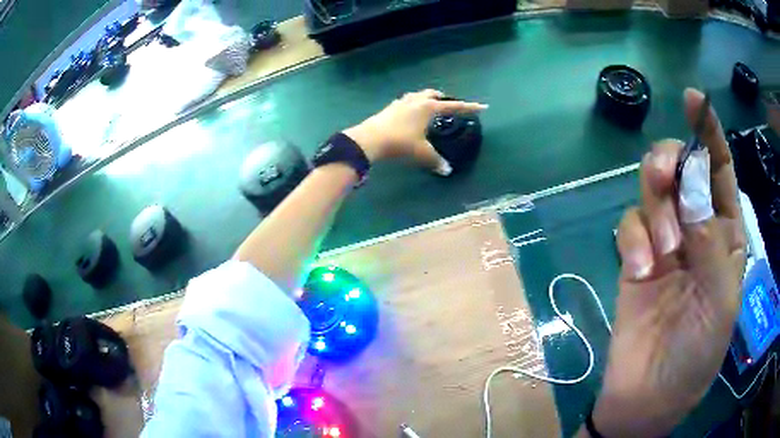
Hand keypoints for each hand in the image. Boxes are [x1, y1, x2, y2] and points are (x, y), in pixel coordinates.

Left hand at [342, 89, 486, 171]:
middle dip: (445, 99)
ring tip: (431, 107)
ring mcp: (402, 102)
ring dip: (427, 98)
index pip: (454, 106)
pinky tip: (410, 113)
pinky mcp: (390, 107)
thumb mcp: (422, 153)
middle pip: (434, 94)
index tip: (482, 107)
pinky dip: (413, 104)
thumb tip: (447, 170)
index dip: (469, 107)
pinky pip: (407, 101)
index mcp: (429, 107)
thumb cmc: (401, 143)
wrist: (371, 139)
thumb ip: (436, 161)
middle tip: (450, 106)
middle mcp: (417, 100)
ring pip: (419, 95)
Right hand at [593, 88, 746, 436]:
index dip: (709, 133)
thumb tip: (691, 184)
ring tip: (661, 249)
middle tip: (666, 177)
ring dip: (656, 208)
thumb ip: (711, 241)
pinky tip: (641, 271)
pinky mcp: (635, 260)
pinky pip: (630, 227)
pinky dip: (634, 241)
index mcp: (725, 235)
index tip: (693, 100)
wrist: (648, 395)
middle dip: (672, 165)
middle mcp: (696, 230)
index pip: (719, 171)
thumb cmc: (696, 354)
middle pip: (681, 171)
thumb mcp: (720, 302)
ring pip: (653, 192)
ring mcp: (664, 245)